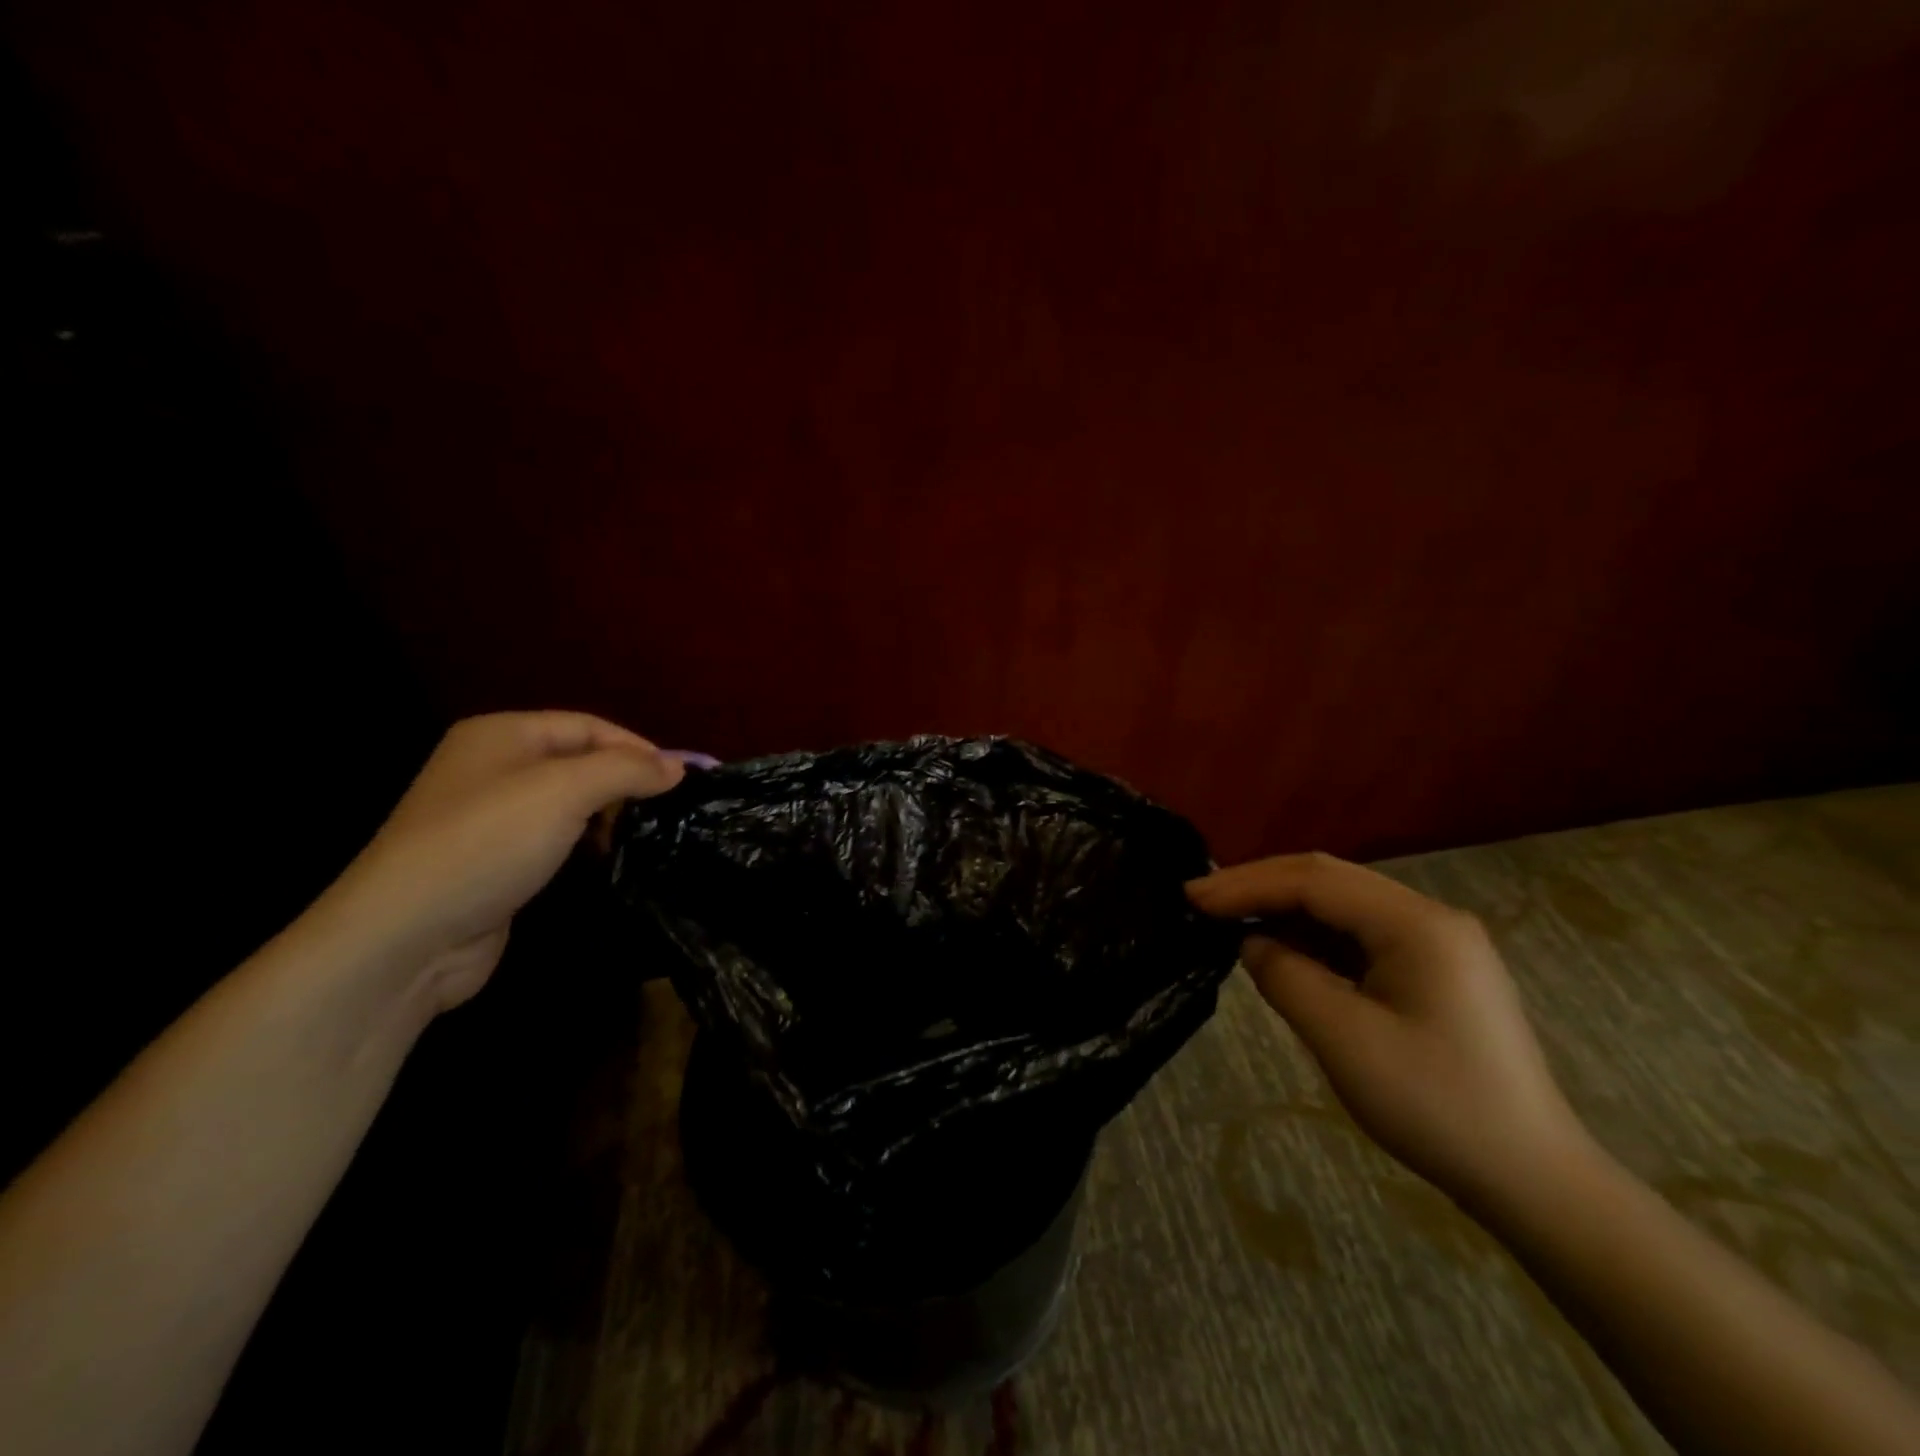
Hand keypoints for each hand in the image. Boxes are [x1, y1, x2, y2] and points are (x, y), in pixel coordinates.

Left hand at [313, 711, 683, 1014]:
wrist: (406, 937)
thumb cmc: (488, 844)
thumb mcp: (565, 791)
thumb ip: (627, 770)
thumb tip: (678, 767)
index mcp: (502, 734)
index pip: (588, 726)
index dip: (638, 748)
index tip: (681, 779)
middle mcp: (493, 767)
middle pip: (580, 761)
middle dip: (624, 782)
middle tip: (667, 810)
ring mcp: (490, 817)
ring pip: (569, 802)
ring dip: (608, 814)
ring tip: (645, 834)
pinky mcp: (494, 860)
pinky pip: (554, 837)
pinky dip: (585, 842)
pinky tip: (607, 858)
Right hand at [1187, 853, 1589, 1203]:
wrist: (1532, 1179)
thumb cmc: (1436, 1107)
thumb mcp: (1343, 1039)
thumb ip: (1285, 976)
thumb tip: (1252, 942)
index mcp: (1416, 924)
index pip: (1314, 880)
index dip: (1247, 884)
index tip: (1192, 898)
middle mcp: (1428, 917)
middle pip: (1328, 880)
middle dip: (1260, 886)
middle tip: (1200, 902)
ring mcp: (1435, 942)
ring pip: (1341, 904)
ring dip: (1283, 909)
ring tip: (1228, 921)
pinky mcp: (1432, 969)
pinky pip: (1358, 935)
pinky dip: (1311, 936)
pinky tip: (1280, 949)